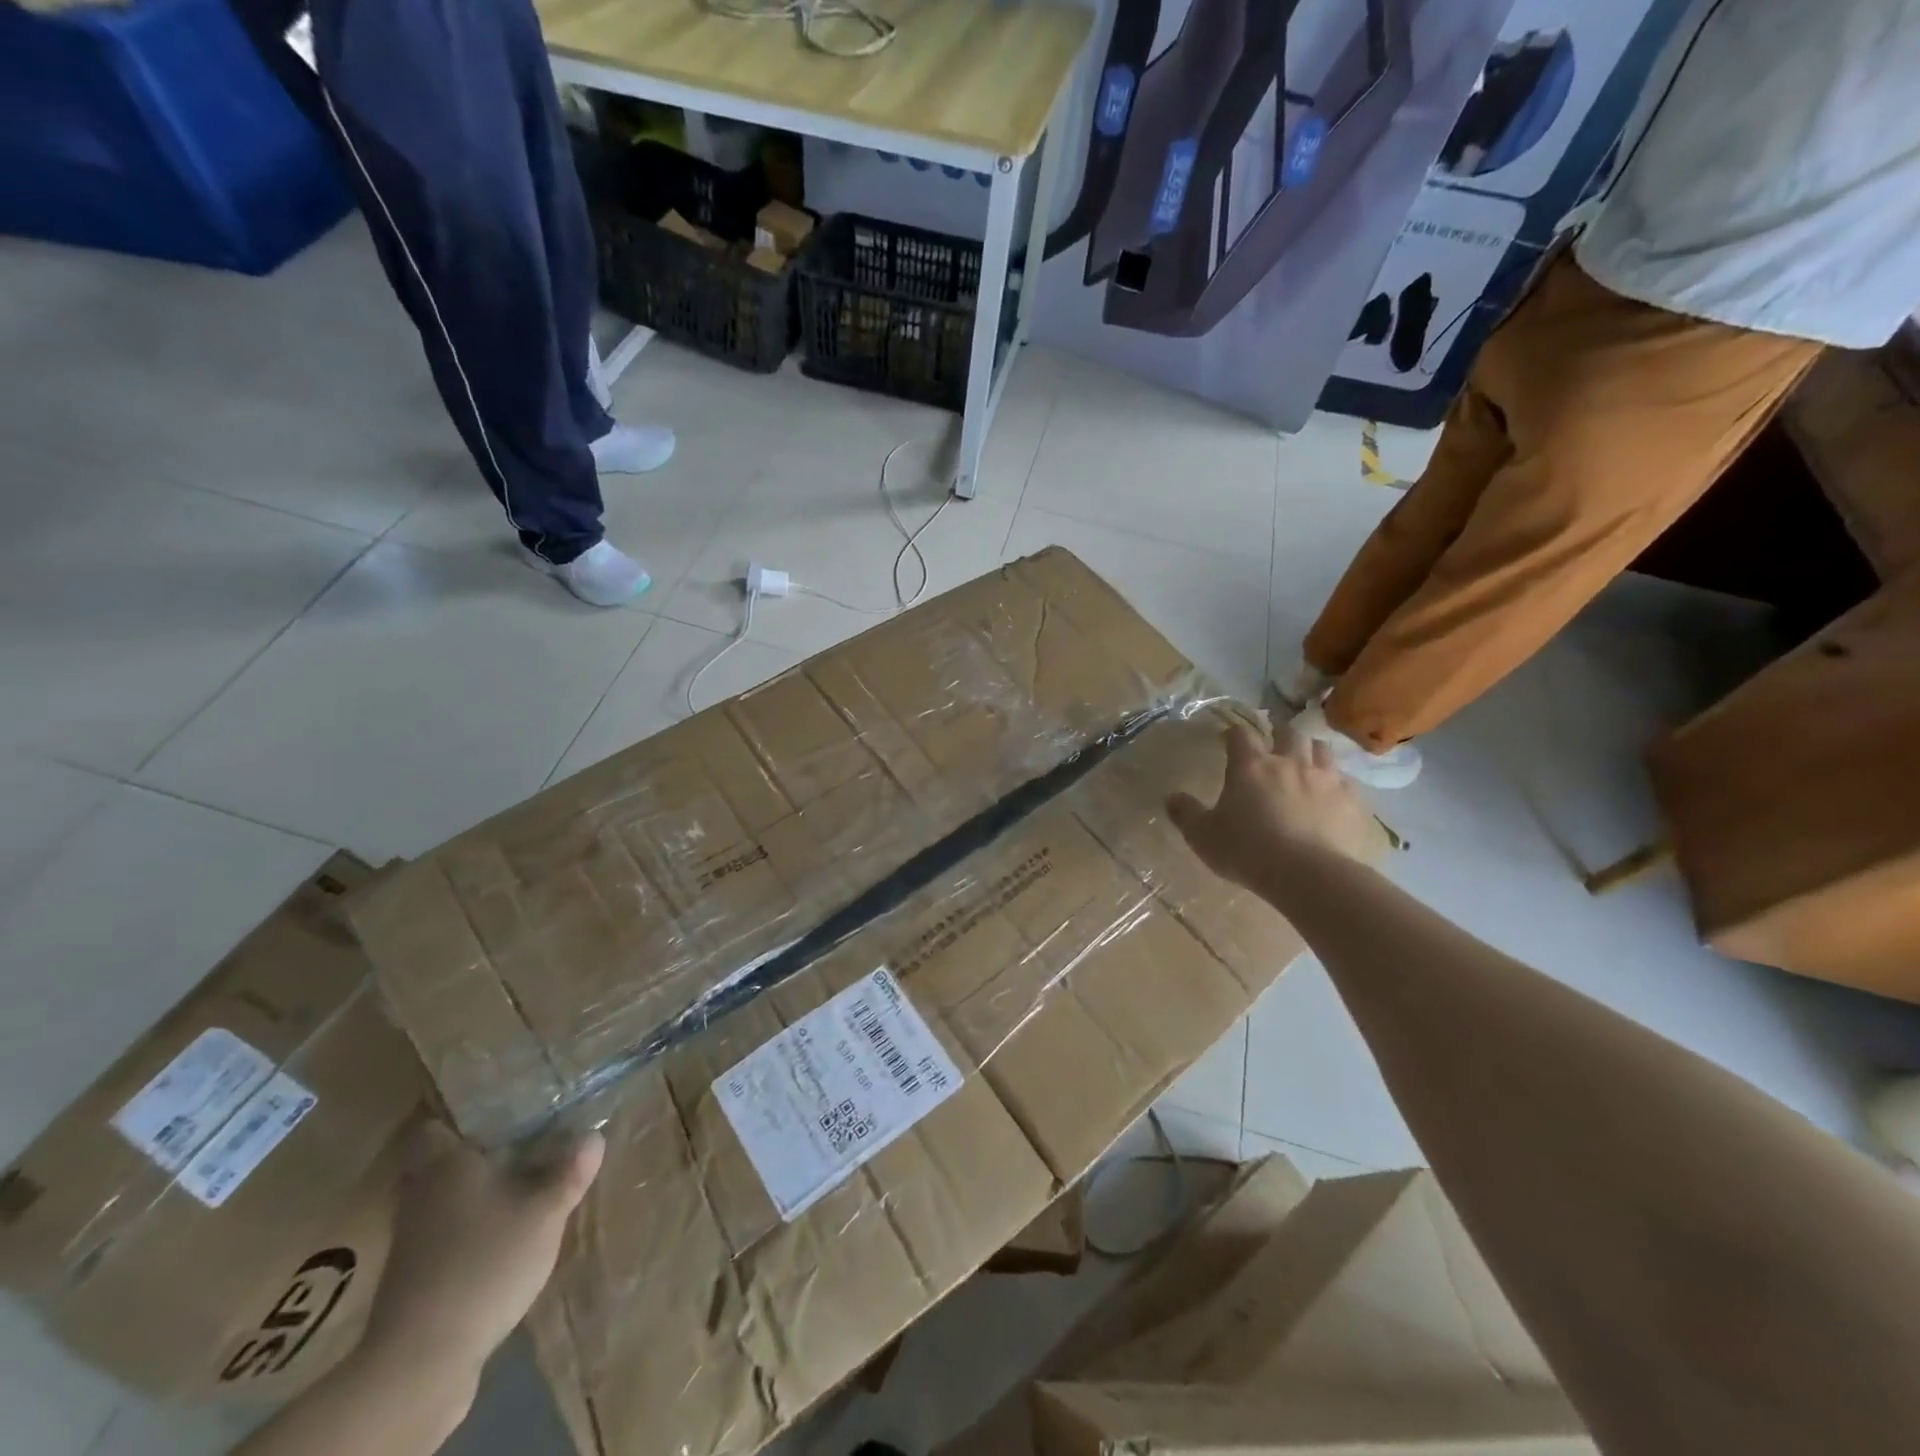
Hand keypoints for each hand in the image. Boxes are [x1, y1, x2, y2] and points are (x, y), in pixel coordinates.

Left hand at [358, 1120, 603, 1387]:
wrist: (422, 1361)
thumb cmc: (483, 1262)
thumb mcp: (544, 1212)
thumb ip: (569, 1172)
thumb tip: (592, 1136)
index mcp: (445, 1165)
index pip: (433, 1124)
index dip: (456, 1111)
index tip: (492, 1101)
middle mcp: (421, 1194)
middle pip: (437, 1159)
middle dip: (472, 1148)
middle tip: (516, 1134)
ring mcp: (414, 1239)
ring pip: (442, 1196)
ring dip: (472, 1188)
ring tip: (519, 1177)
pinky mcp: (415, 1277)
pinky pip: (444, 1231)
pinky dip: (468, 1225)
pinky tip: (502, 1229)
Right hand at [1167, 723, 1376, 889]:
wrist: (1309, 875)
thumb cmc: (1248, 851)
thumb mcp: (1203, 836)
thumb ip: (1185, 813)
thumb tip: (1171, 797)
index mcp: (1250, 766)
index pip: (1240, 734)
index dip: (1233, 734)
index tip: (1228, 740)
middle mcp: (1289, 762)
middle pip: (1288, 733)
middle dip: (1279, 734)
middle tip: (1273, 747)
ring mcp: (1325, 778)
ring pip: (1321, 749)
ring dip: (1311, 751)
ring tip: (1306, 764)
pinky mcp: (1351, 800)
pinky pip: (1346, 781)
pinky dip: (1336, 783)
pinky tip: (1331, 797)